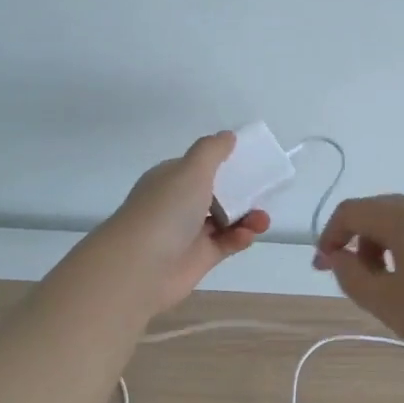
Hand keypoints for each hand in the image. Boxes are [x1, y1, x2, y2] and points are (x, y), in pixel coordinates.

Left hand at [92, 132, 270, 315]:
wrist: (140, 267)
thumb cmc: (166, 210)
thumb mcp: (191, 170)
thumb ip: (212, 151)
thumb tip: (227, 135)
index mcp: (171, 179)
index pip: (200, 167)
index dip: (224, 163)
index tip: (250, 162)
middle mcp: (178, 204)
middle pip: (217, 193)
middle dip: (242, 192)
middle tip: (263, 193)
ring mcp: (188, 233)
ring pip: (225, 220)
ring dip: (247, 217)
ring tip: (262, 220)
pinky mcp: (199, 258)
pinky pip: (226, 243)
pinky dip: (240, 238)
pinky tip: (247, 236)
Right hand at [313, 195, 403, 370]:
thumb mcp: (384, 302)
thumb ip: (351, 275)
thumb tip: (339, 257)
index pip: (352, 211)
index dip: (330, 236)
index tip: (324, 267)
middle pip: (381, 212)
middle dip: (359, 240)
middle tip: (355, 277)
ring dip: (387, 245)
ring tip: (390, 283)